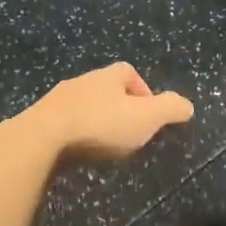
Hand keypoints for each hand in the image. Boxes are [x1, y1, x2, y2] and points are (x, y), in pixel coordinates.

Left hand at [13, 63, 194, 161]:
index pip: (129, 72)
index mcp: (109, 76)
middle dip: (118, 107)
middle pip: (105, 89)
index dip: (143, 90)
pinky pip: (62, 124)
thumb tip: (187, 105)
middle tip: (128, 132)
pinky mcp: (38, 121)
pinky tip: (76, 153)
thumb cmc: (100, 125)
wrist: (41, 139)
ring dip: (93, 121)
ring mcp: (56, 100)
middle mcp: (82, 81)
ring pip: (82, 106)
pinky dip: (72, 135)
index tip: (148, 115)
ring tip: (102, 146)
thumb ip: (171, 109)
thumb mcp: (147, 117)